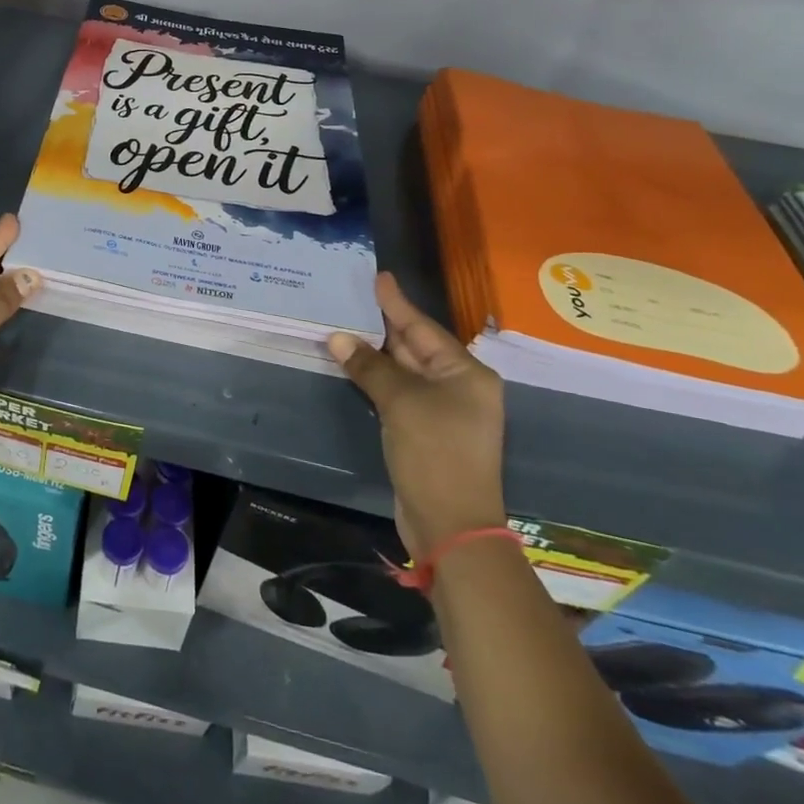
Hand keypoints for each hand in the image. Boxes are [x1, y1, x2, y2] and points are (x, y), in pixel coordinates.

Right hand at [328, 273, 505, 555]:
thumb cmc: (435, 454)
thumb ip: (370, 366)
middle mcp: (459, 387)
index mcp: (466, 374)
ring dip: (375, 353)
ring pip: (404, 370)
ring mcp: (443, 411)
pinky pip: (398, 393)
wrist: (450, 526)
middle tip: (353, 298)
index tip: (379, 277)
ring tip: (346, 325)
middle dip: (383, 325)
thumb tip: (337, 338)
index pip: (423, 328)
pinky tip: (354, 364)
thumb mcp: (401, 403)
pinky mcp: (425, 431)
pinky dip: (376, 378)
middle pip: (415, 347)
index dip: (397, 303)